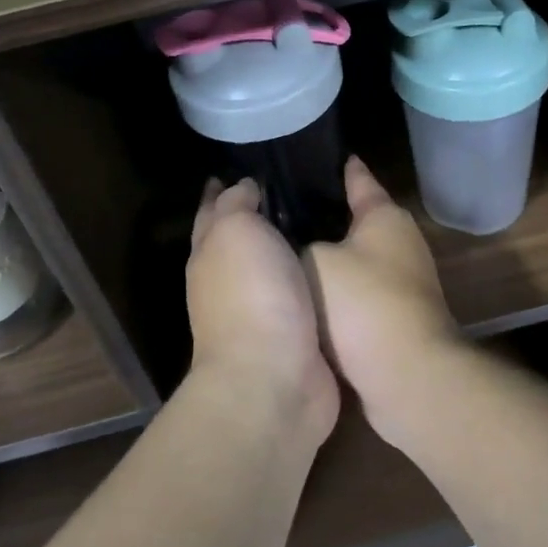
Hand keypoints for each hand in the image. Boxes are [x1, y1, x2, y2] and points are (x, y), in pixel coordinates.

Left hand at [186, 178, 339, 446]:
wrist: (274, 379)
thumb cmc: (252, 295)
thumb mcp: (236, 231)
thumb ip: (237, 203)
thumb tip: (242, 186)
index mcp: (210, 254)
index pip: (211, 211)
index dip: (221, 189)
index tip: (243, 167)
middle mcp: (229, 283)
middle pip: (241, 239)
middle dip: (258, 215)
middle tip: (298, 186)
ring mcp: (261, 313)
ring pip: (275, 267)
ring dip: (291, 247)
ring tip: (325, 218)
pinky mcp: (295, 336)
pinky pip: (304, 294)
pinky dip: (316, 277)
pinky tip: (338, 263)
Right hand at [305, 157, 462, 442]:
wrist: (405, 377)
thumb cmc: (362, 303)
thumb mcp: (315, 261)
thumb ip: (301, 244)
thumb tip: (299, 247)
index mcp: (384, 216)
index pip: (359, 179)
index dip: (340, 167)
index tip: (320, 153)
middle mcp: (400, 242)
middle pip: (356, 220)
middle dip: (323, 214)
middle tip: (280, 207)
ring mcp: (402, 283)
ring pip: (354, 258)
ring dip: (328, 257)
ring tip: (285, 248)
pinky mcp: (395, 318)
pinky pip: (356, 292)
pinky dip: (334, 290)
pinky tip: (303, 293)